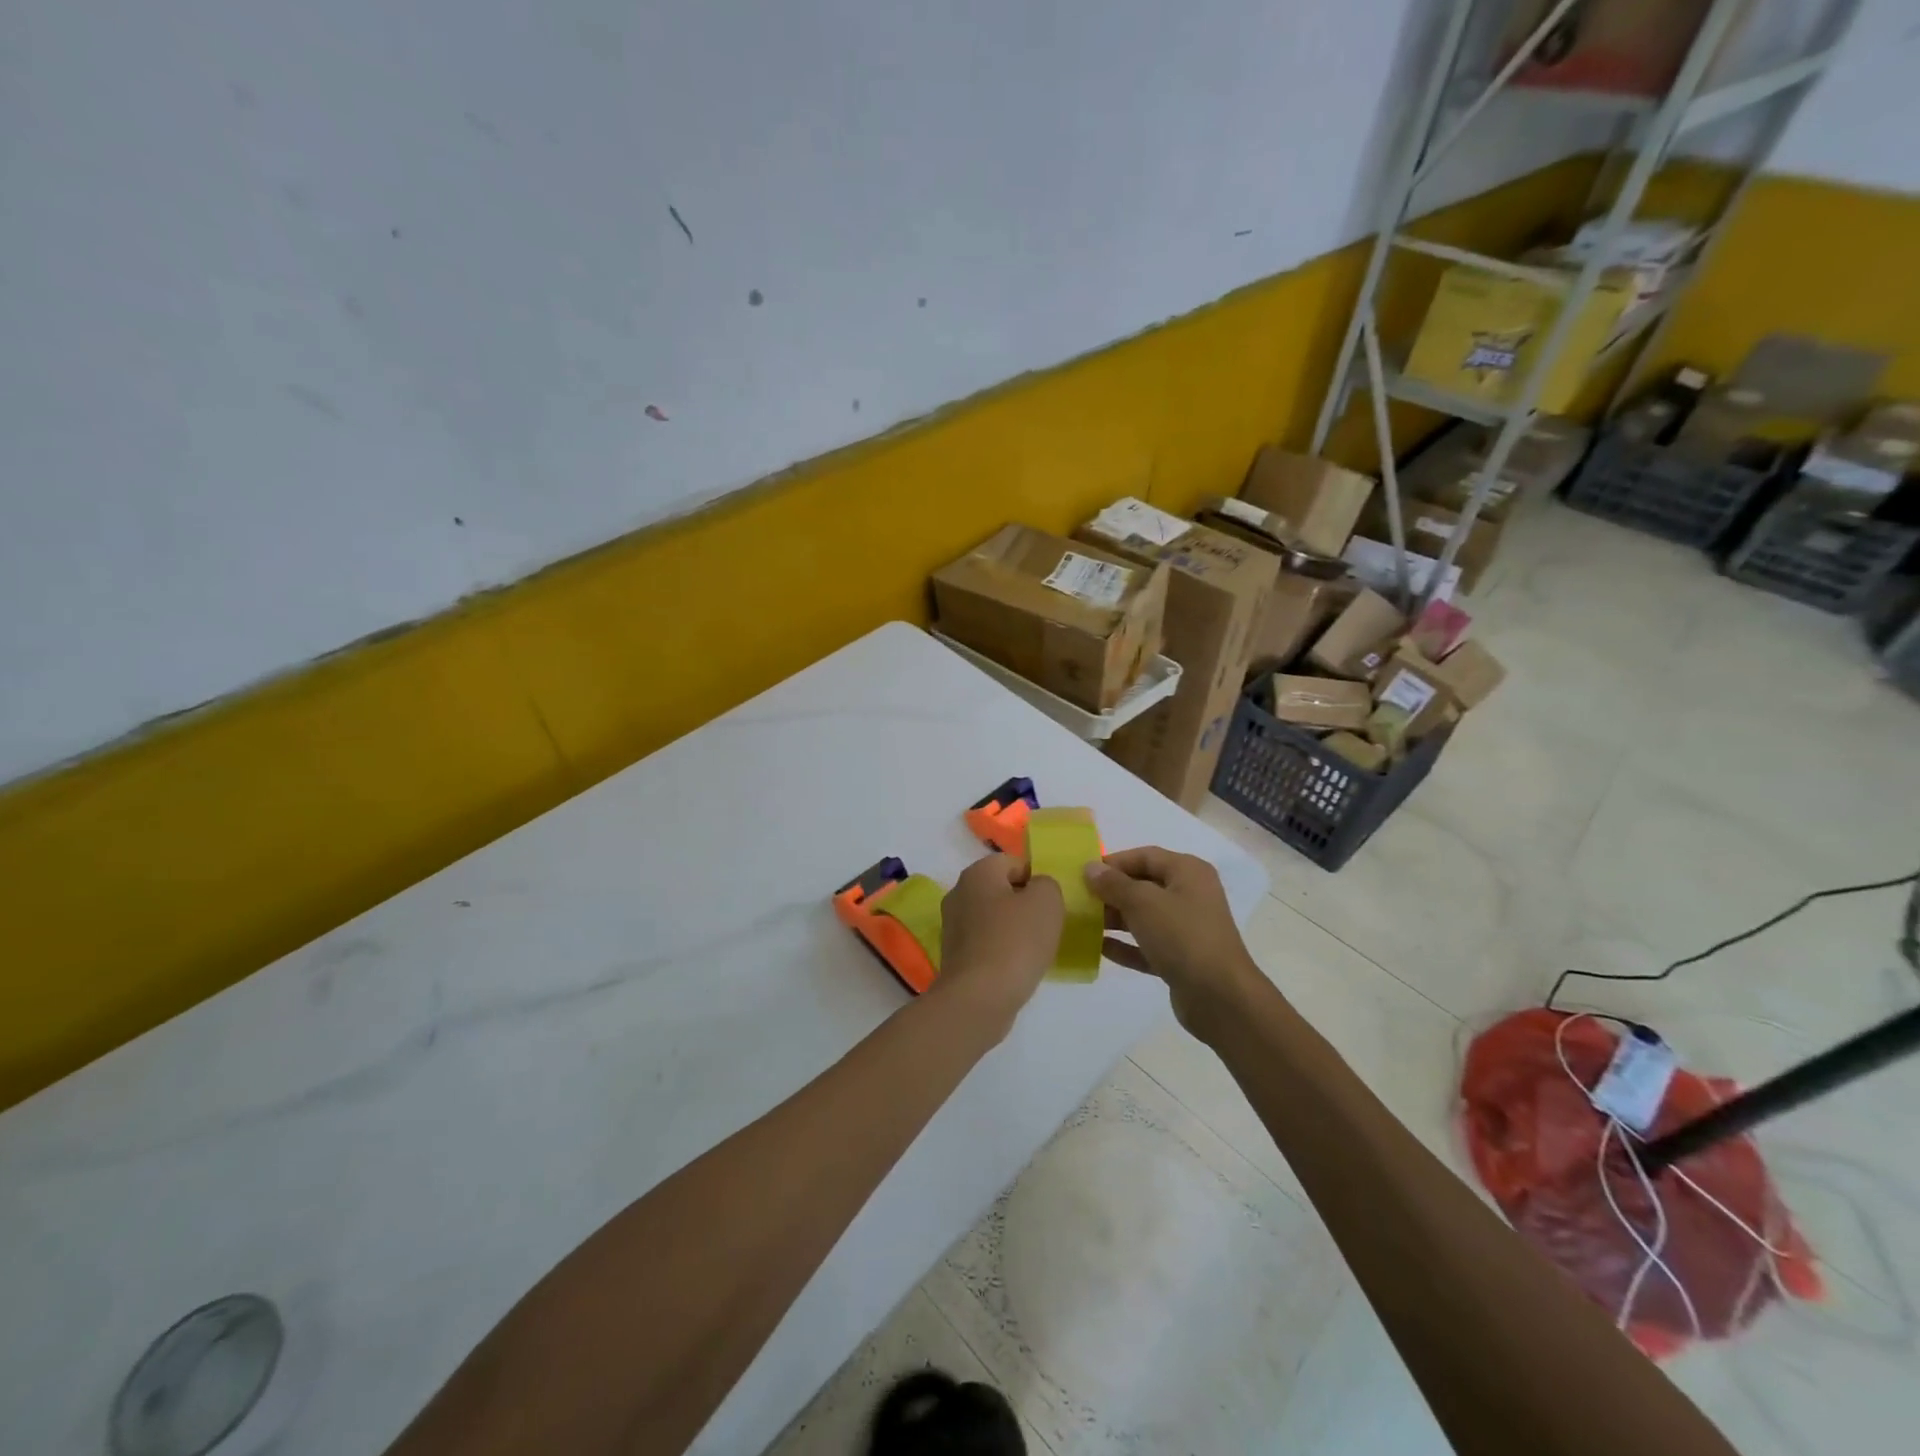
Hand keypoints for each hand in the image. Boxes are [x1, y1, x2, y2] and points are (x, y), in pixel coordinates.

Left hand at [934, 854, 1064, 1035]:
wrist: (979, 998)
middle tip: (1049, 924)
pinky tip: (1018, 967)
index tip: (1054, 902)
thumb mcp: (1046, 901)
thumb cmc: (1015, 941)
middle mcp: (959, 893)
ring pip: (994, 918)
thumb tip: (1037, 888)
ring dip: (1015, 929)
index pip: (1013, 862)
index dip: (1037, 878)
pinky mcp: (955, 956)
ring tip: (1037, 949)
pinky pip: (986, 943)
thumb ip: (1047, 884)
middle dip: (1026, 904)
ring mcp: (953, 926)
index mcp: (977, 873)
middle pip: (1002, 890)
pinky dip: (1003, 950)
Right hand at [1083, 847, 1262, 1034]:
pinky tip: (1100, 949)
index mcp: (1188, 872)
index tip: (1083, 874)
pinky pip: (1147, 945)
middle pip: (1143, 885)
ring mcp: (1186, 929)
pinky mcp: (1181, 959)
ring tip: (1083, 923)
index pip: (1145, 856)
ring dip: (1115, 919)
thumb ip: (1114, 884)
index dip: (1114, 862)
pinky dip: (1126, 945)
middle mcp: (1190, 895)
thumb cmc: (1182, 936)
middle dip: (1111, 892)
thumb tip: (1090, 868)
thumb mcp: (1143, 903)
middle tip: (1079, 900)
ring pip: (1144, 916)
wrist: (1220, 997)